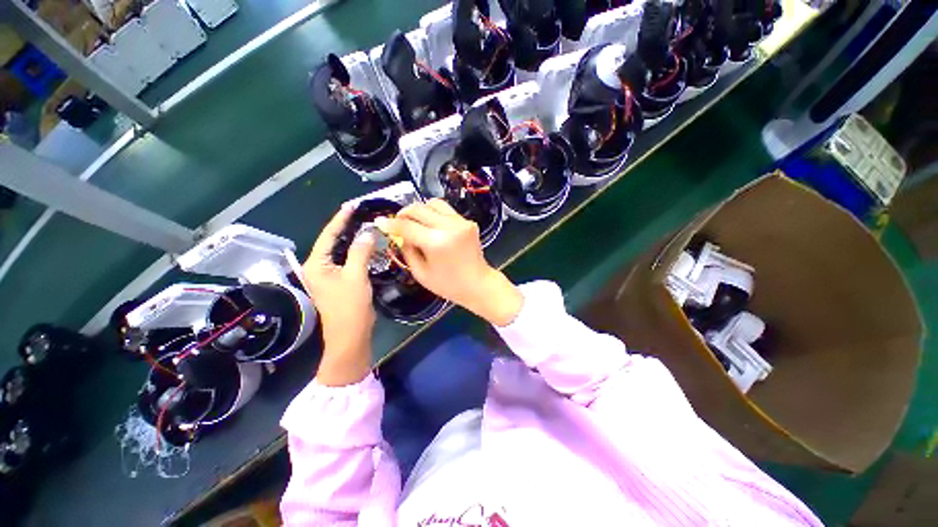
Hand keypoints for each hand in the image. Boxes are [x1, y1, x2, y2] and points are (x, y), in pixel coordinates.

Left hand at [302, 205, 375, 385]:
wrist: (350, 336)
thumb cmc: (350, 307)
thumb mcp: (356, 277)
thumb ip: (360, 252)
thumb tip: (368, 232)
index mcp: (316, 264)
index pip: (328, 235)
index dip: (341, 219)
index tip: (352, 205)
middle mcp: (318, 267)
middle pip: (332, 241)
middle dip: (346, 227)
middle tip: (362, 213)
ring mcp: (328, 275)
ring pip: (340, 251)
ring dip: (352, 238)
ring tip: (365, 224)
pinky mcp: (338, 281)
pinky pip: (346, 260)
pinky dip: (356, 251)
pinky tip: (366, 245)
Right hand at [376, 199, 522, 325]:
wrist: (478, 284)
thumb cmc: (448, 285)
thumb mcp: (420, 273)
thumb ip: (407, 250)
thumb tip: (398, 234)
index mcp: (437, 242)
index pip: (407, 226)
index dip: (390, 223)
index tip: (379, 222)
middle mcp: (449, 227)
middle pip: (419, 208)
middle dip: (403, 213)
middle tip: (397, 223)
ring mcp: (461, 222)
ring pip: (433, 203)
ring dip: (420, 210)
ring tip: (414, 222)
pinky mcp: (468, 221)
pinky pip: (445, 210)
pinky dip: (434, 214)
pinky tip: (430, 225)